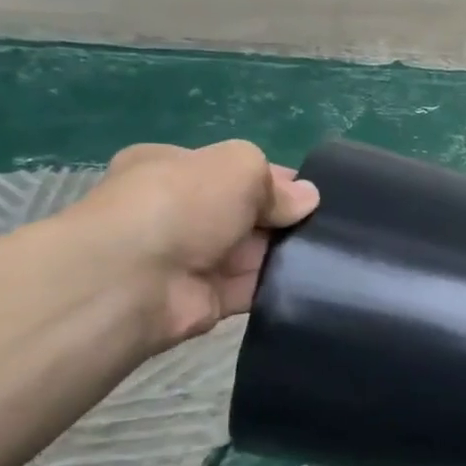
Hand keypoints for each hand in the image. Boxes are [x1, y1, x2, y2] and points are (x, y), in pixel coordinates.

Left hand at [68, 140, 319, 350]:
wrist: (135, 280)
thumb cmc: (181, 204)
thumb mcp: (237, 166)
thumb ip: (276, 182)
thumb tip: (307, 199)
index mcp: (175, 169)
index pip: (235, 172)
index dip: (277, 180)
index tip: (314, 195)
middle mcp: (181, 212)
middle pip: (250, 213)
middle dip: (286, 218)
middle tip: (329, 225)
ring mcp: (193, 258)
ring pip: (256, 252)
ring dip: (288, 253)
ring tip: (331, 253)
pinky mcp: (208, 299)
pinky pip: (254, 289)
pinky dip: (279, 286)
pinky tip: (313, 281)